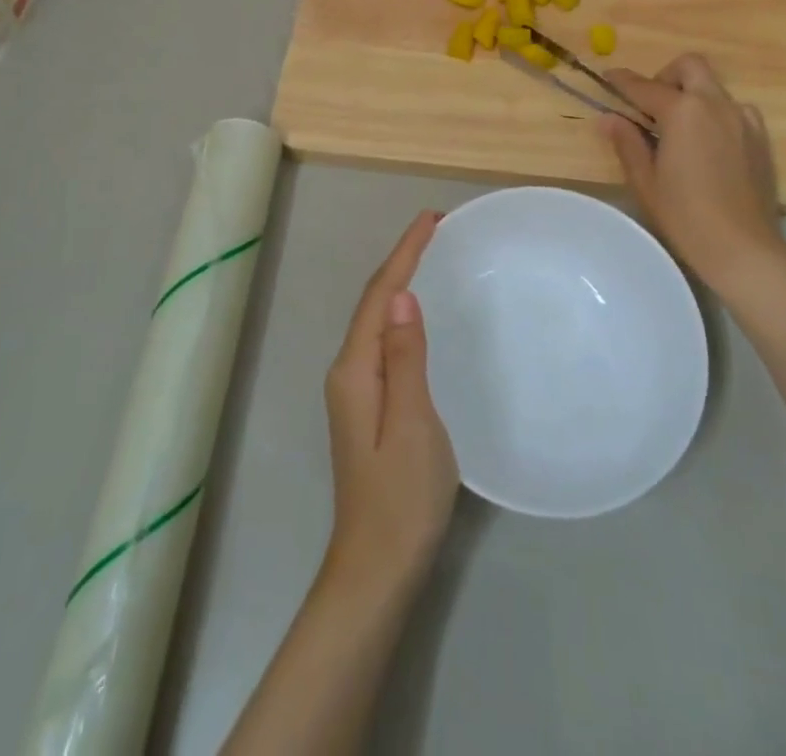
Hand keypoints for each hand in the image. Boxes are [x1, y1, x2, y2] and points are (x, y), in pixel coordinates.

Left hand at [321, 211, 458, 595]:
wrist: (376, 567)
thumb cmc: (401, 496)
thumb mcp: (412, 423)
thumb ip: (406, 358)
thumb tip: (404, 297)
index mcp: (356, 369)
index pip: (381, 295)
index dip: (405, 253)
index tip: (431, 219)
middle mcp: (348, 370)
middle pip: (374, 301)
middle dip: (402, 260)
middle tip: (437, 230)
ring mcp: (354, 389)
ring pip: (377, 319)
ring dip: (400, 283)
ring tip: (431, 257)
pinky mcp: (367, 405)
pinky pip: (384, 341)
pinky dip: (401, 314)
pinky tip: (419, 315)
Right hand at [603, 54, 785, 294]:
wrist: (744, 248)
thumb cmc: (685, 216)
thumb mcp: (645, 180)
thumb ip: (627, 142)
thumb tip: (609, 118)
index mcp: (683, 111)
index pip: (645, 86)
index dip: (622, 81)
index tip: (608, 77)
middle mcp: (716, 104)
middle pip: (690, 66)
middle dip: (666, 76)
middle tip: (651, 105)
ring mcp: (744, 119)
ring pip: (714, 87)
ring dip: (692, 95)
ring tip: (679, 130)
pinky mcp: (761, 138)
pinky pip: (734, 110)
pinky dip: (714, 114)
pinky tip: (706, 146)